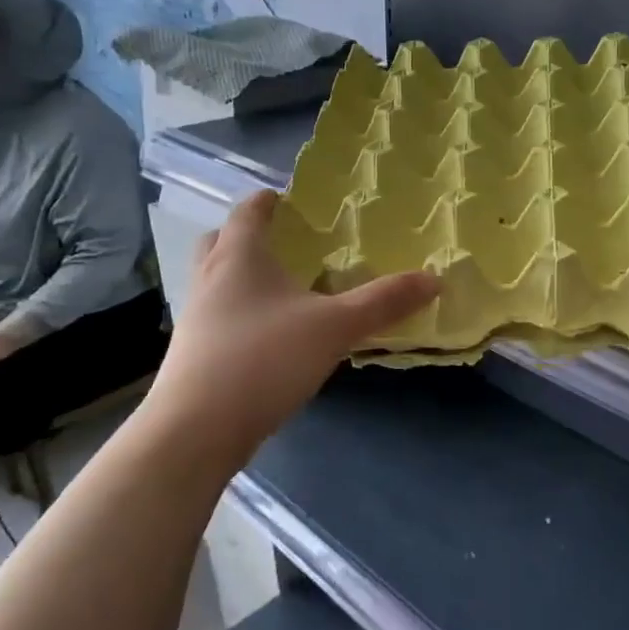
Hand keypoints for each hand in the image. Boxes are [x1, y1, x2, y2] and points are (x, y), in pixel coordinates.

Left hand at [144, 191, 438, 449]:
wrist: (196, 431)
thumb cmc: (264, 359)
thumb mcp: (336, 327)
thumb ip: (384, 301)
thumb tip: (435, 278)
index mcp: (239, 257)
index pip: (248, 211)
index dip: (268, 200)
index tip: (288, 198)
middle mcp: (209, 279)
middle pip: (220, 241)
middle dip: (247, 235)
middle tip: (283, 241)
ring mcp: (195, 318)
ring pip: (215, 280)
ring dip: (241, 275)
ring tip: (281, 287)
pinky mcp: (193, 354)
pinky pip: (217, 316)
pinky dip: (239, 312)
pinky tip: (269, 335)